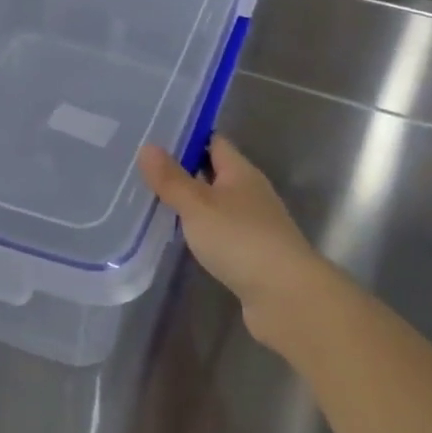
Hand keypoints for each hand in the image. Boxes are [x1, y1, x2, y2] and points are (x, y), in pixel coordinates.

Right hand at [138, 135, 323, 347]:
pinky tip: (178, 236)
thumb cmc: (241, 240)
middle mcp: (250, 193)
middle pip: (215, 172)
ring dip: (191, 202)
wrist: (286, 297)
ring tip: (153, 199)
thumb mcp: (198, 205)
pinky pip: (219, 232)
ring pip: (216, 204)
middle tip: (144, 167)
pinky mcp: (251, 255)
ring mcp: (253, 225)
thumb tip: (147, 146)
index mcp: (241, 172)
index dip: (188, 137)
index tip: (156, 135)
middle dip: (184, 169)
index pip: (214, 143)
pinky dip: (200, 230)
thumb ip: (171, 179)